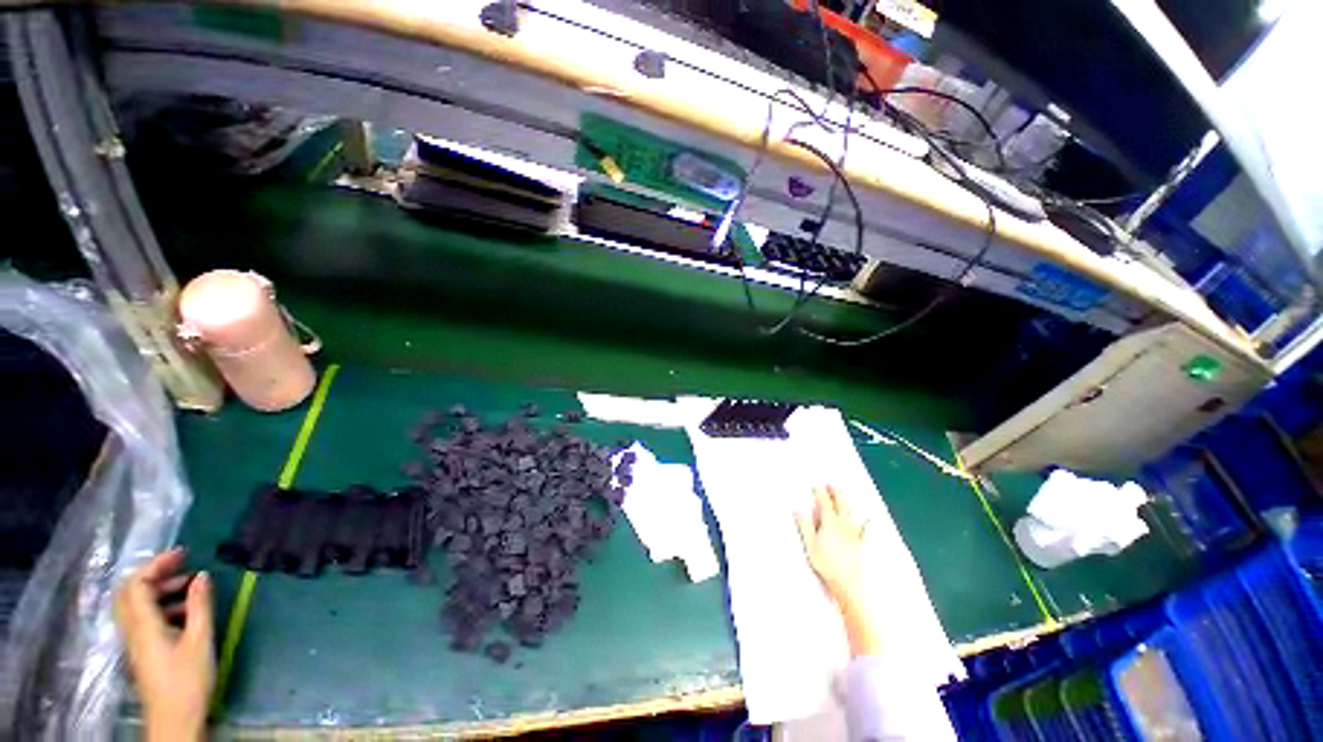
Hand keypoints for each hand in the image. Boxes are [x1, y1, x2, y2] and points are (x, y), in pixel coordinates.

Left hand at [114, 548, 213, 741]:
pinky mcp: (141, 650)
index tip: (183, 554)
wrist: (175, 719)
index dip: (156, 564)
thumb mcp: (200, 640)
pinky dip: (159, 605)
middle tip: (181, 565)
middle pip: (128, 592)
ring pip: (134, 605)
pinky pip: (142, 617)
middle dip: (153, 573)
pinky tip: (183, 611)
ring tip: (190, 587)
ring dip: (158, 589)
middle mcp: (132, 629)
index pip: (137, 583)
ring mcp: (134, 641)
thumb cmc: (188, 679)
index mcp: (143, 625)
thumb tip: (201, 575)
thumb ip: (199, 606)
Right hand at [796, 485, 866, 604]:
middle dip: (835, 493)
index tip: (815, 484)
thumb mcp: (810, 545)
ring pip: (851, 512)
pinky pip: (865, 529)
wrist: (851, 584)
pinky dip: (866, 522)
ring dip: (847, 502)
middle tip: (831, 484)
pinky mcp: (861, 544)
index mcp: (830, 522)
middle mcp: (844, 524)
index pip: (824, 503)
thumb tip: (798, 509)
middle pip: (840, 504)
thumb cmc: (827, 564)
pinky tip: (868, 520)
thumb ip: (805, 525)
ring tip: (844, 495)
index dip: (819, 492)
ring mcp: (854, 533)